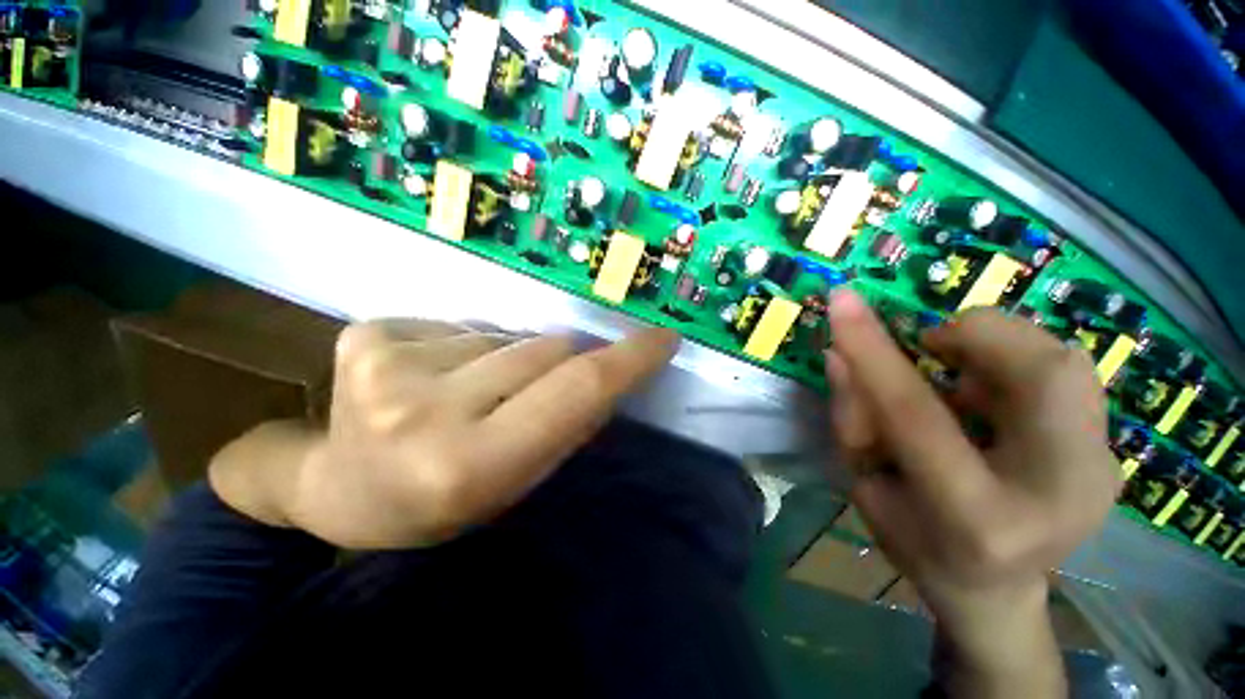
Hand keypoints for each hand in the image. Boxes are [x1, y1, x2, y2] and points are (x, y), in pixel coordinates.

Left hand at [210, 320, 677, 548]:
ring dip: (511, 357)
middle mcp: (426, 411)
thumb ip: (567, 423)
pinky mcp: (366, 335)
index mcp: (470, 464)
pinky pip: (459, 325)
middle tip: (543, 389)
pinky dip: (468, 346)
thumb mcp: (517, 480)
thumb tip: (609, 372)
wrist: (339, 491)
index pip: (576, 391)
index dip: (628, 359)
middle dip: (565, 360)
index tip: (662, 338)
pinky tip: (436, 375)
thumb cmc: (440, 501)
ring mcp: (388, 365)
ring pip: (504, 335)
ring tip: (477, 390)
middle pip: (546, 350)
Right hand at [824, 290, 1119, 696]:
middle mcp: (1059, 495)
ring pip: (1067, 363)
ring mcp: (1100, 474)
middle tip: (934, 347)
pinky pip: (1070, 378)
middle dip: (979, 334)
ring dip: (999, 350)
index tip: (842, 299)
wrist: (993, 590)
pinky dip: (1018, 367)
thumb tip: (840, 353)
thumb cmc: (914, 540)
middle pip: (1046, 373)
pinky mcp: (1112, 458)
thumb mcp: (864, 483)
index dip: (873, 349)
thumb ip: (853, 415)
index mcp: (976, 518)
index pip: (916, 414)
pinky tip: (990, 399)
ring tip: (961, 380)